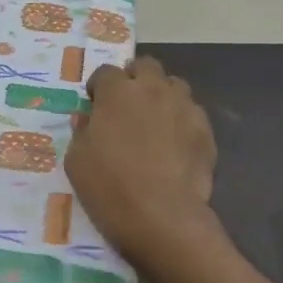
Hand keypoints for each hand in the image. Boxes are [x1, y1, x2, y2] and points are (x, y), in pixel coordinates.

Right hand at [66, 57, 216, 264]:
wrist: (162, 216)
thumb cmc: (109, 186)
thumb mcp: (76, 160)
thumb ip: (81, 131)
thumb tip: (87, 118)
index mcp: (117, 93)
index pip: (105, 72)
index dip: (98, 87)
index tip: (94, 104)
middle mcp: (153, 90)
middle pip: (145, 66)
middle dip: (134, 78)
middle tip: (126, 104)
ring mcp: (184, 107)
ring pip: (174, 84)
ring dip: (161, 94)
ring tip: (154, 119)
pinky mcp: (205, 130)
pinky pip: (192, 112)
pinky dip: (181, 119)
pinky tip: (174, 143)